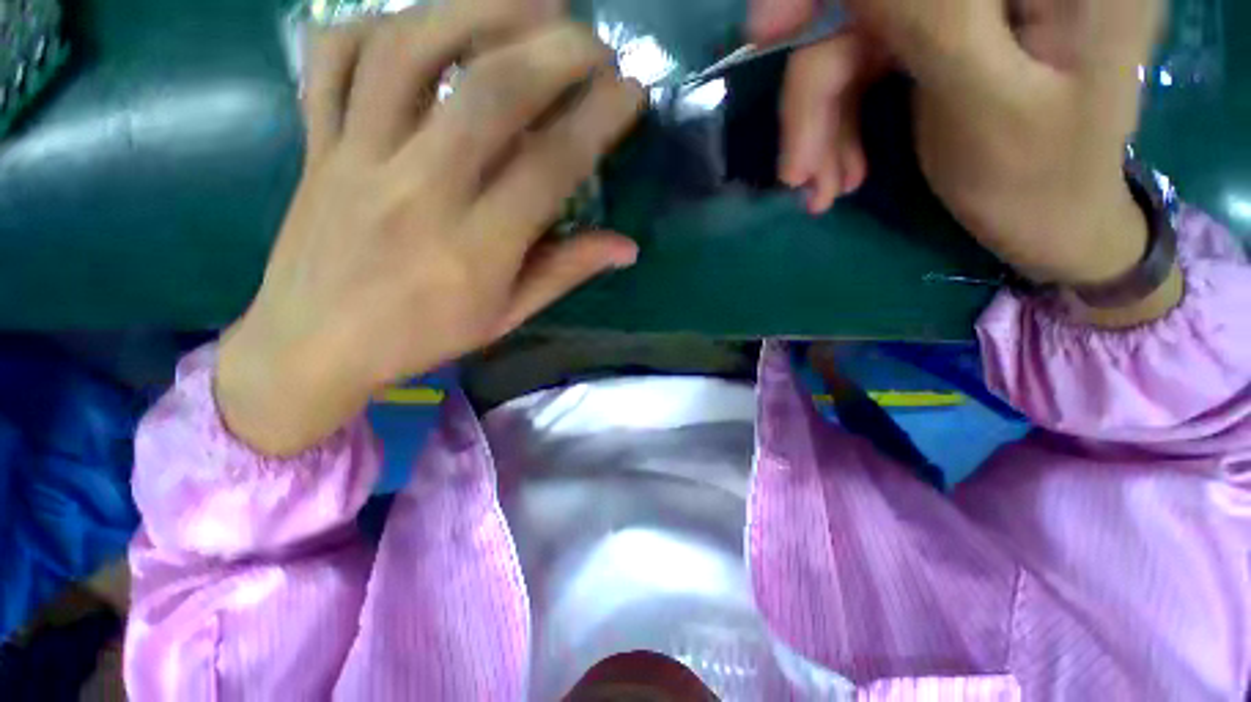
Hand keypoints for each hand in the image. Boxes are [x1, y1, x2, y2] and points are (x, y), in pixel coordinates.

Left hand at [217, 1, 644, 455]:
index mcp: (476, 248)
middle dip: (557, 51)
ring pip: (411, 51)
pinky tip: (425, 23)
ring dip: (479, 9)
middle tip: (594, 42)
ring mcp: (357, 156)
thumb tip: (626, 248)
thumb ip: (565, 272)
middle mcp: (420, 190)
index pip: (551, 167)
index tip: (631, 93)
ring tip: (530, 2)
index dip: (598, 120)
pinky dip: (380, 23)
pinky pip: (335, 58)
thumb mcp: (506, 316)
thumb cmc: (422, 338)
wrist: (313, 345)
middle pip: (492, 93)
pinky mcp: (316, 142)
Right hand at [754, 0, 1170, 290]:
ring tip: (820, 189)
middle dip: (816, 92)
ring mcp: (963, 5)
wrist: (1055, 217)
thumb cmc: (1037, 177)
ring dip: (823, 125)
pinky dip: (839, 125)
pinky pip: (863, 68)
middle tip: (797, 173)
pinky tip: (841, 172)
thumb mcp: (988, 101)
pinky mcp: (938, 34)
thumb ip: (930, 16)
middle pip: (866, 7)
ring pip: (853, 41)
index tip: (767, 35)